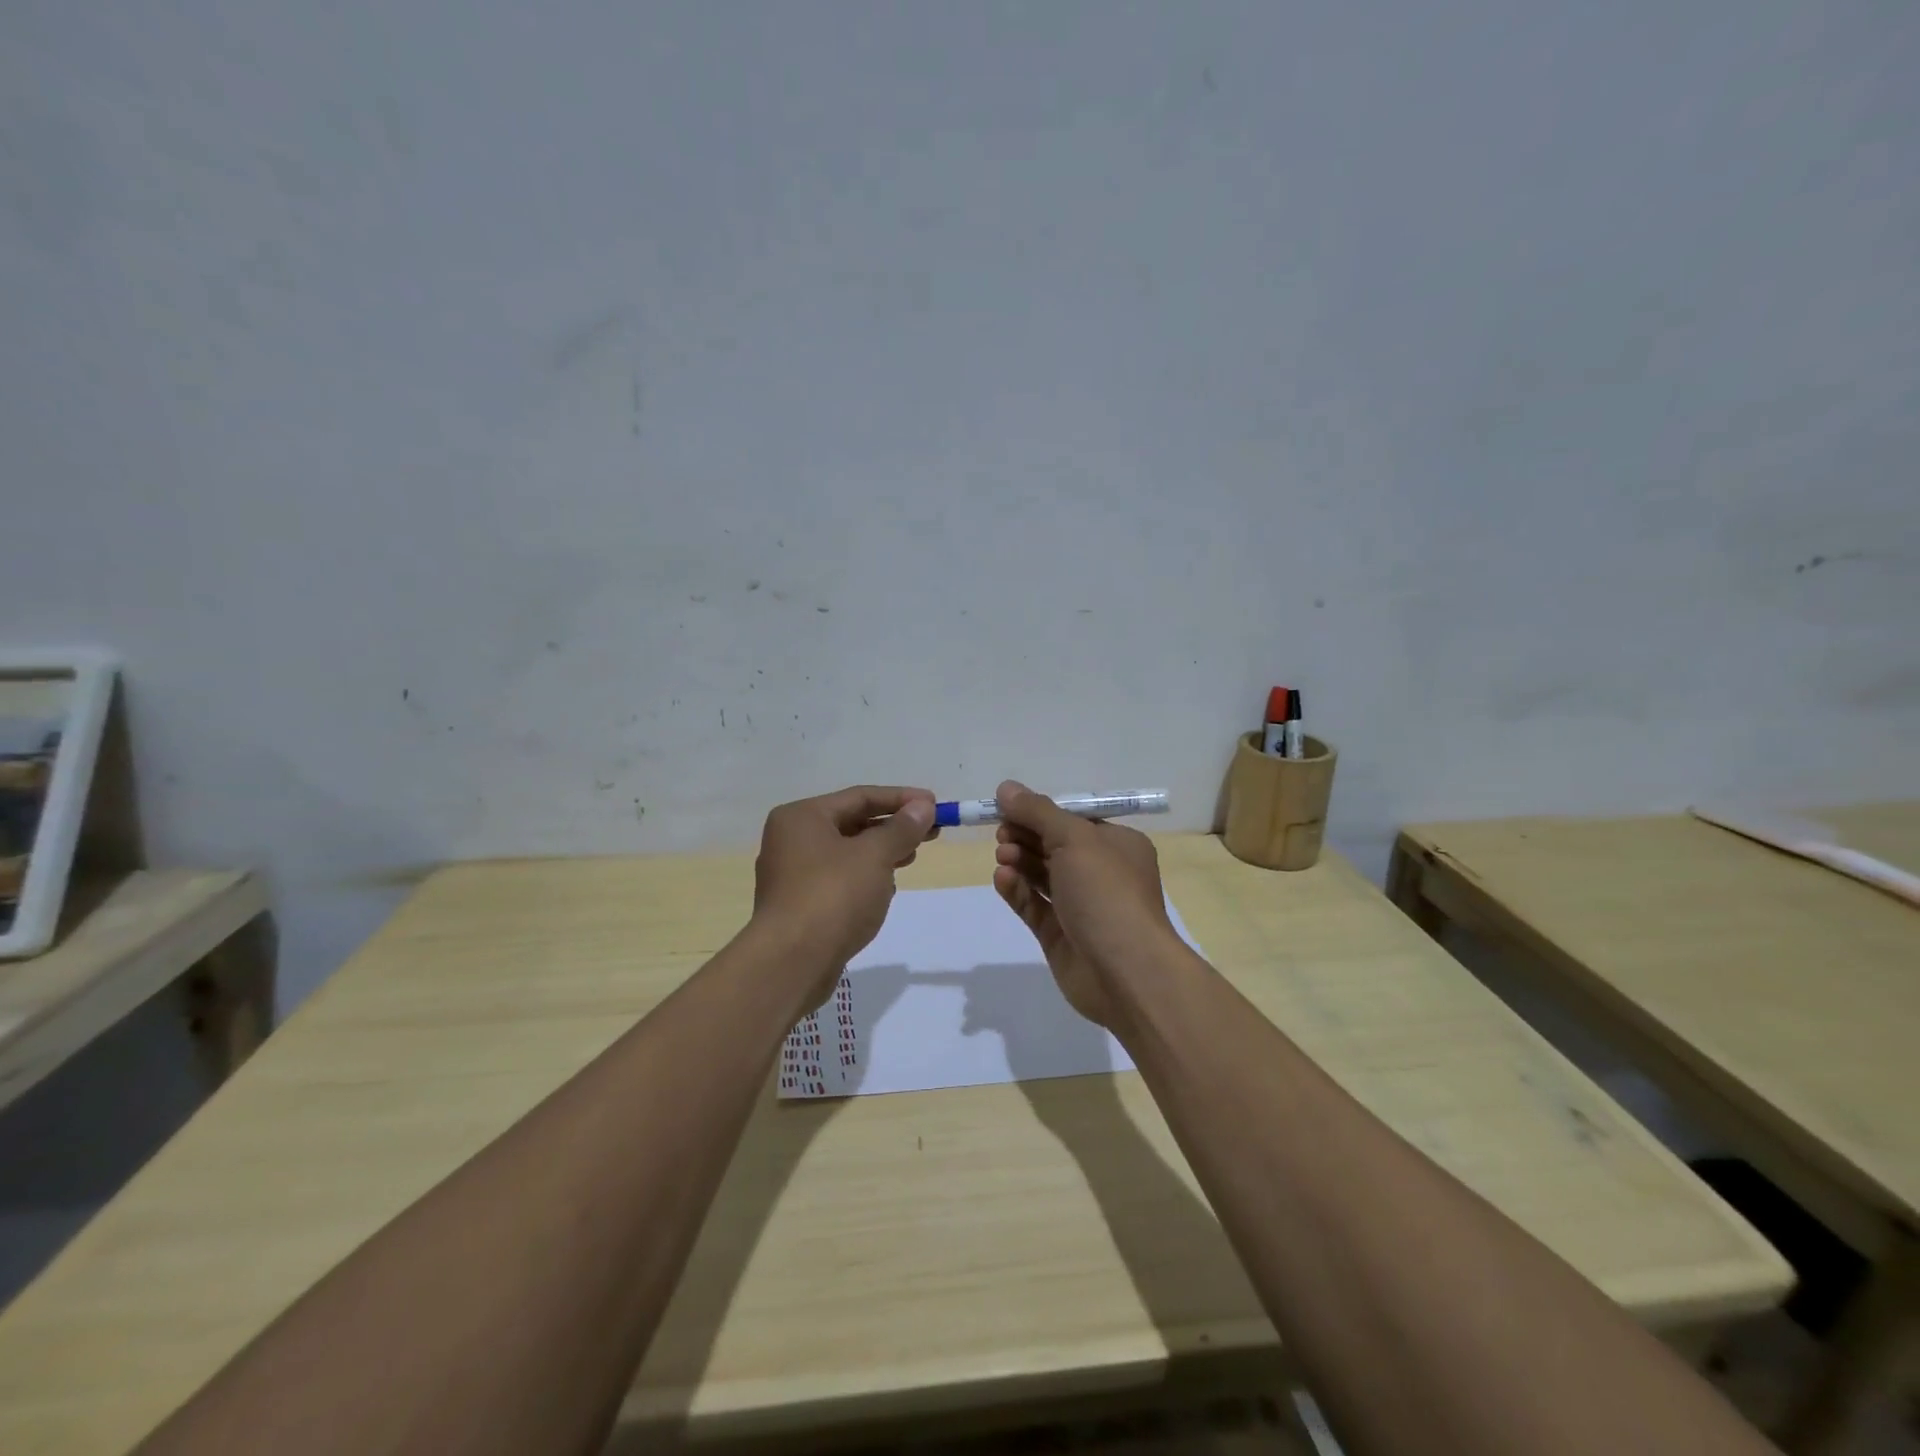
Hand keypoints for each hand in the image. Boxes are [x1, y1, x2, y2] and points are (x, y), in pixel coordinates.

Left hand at [752, 785, 936, 1002]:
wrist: (791, 963)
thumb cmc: (833, 896)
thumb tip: (922, 806)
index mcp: (801, 817)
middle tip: (932, 832)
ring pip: (846, 854)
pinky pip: (839, 881)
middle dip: (893, 828)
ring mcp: (792, 875)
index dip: (901, 799)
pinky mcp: (799, 907)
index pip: (859, 796)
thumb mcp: (875, 856)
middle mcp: (791, 840)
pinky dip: (864, 879)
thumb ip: (901, 828)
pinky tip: (885, 891)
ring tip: (912, 857)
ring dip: (881, 853)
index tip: (935, 805)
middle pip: (852, 823)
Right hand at [990, 779, 1176, 1031]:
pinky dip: (1018, 890)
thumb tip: (1006, 788)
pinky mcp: (1061, 935)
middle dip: (1026, 836)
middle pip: (1055, 846)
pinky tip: (1002, 879)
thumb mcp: (1074, 839)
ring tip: (1002, 856)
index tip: (1007, 808)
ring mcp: (1081, 906)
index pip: (1074, 820)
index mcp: (1118, 845)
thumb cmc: (1106, 892)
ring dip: (1020, 861)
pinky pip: (1034, 905)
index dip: (1040, 812)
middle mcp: (1102, 873)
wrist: (1125, 971)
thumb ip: (1037, 812)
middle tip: (1001, 834)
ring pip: (1042, 875)